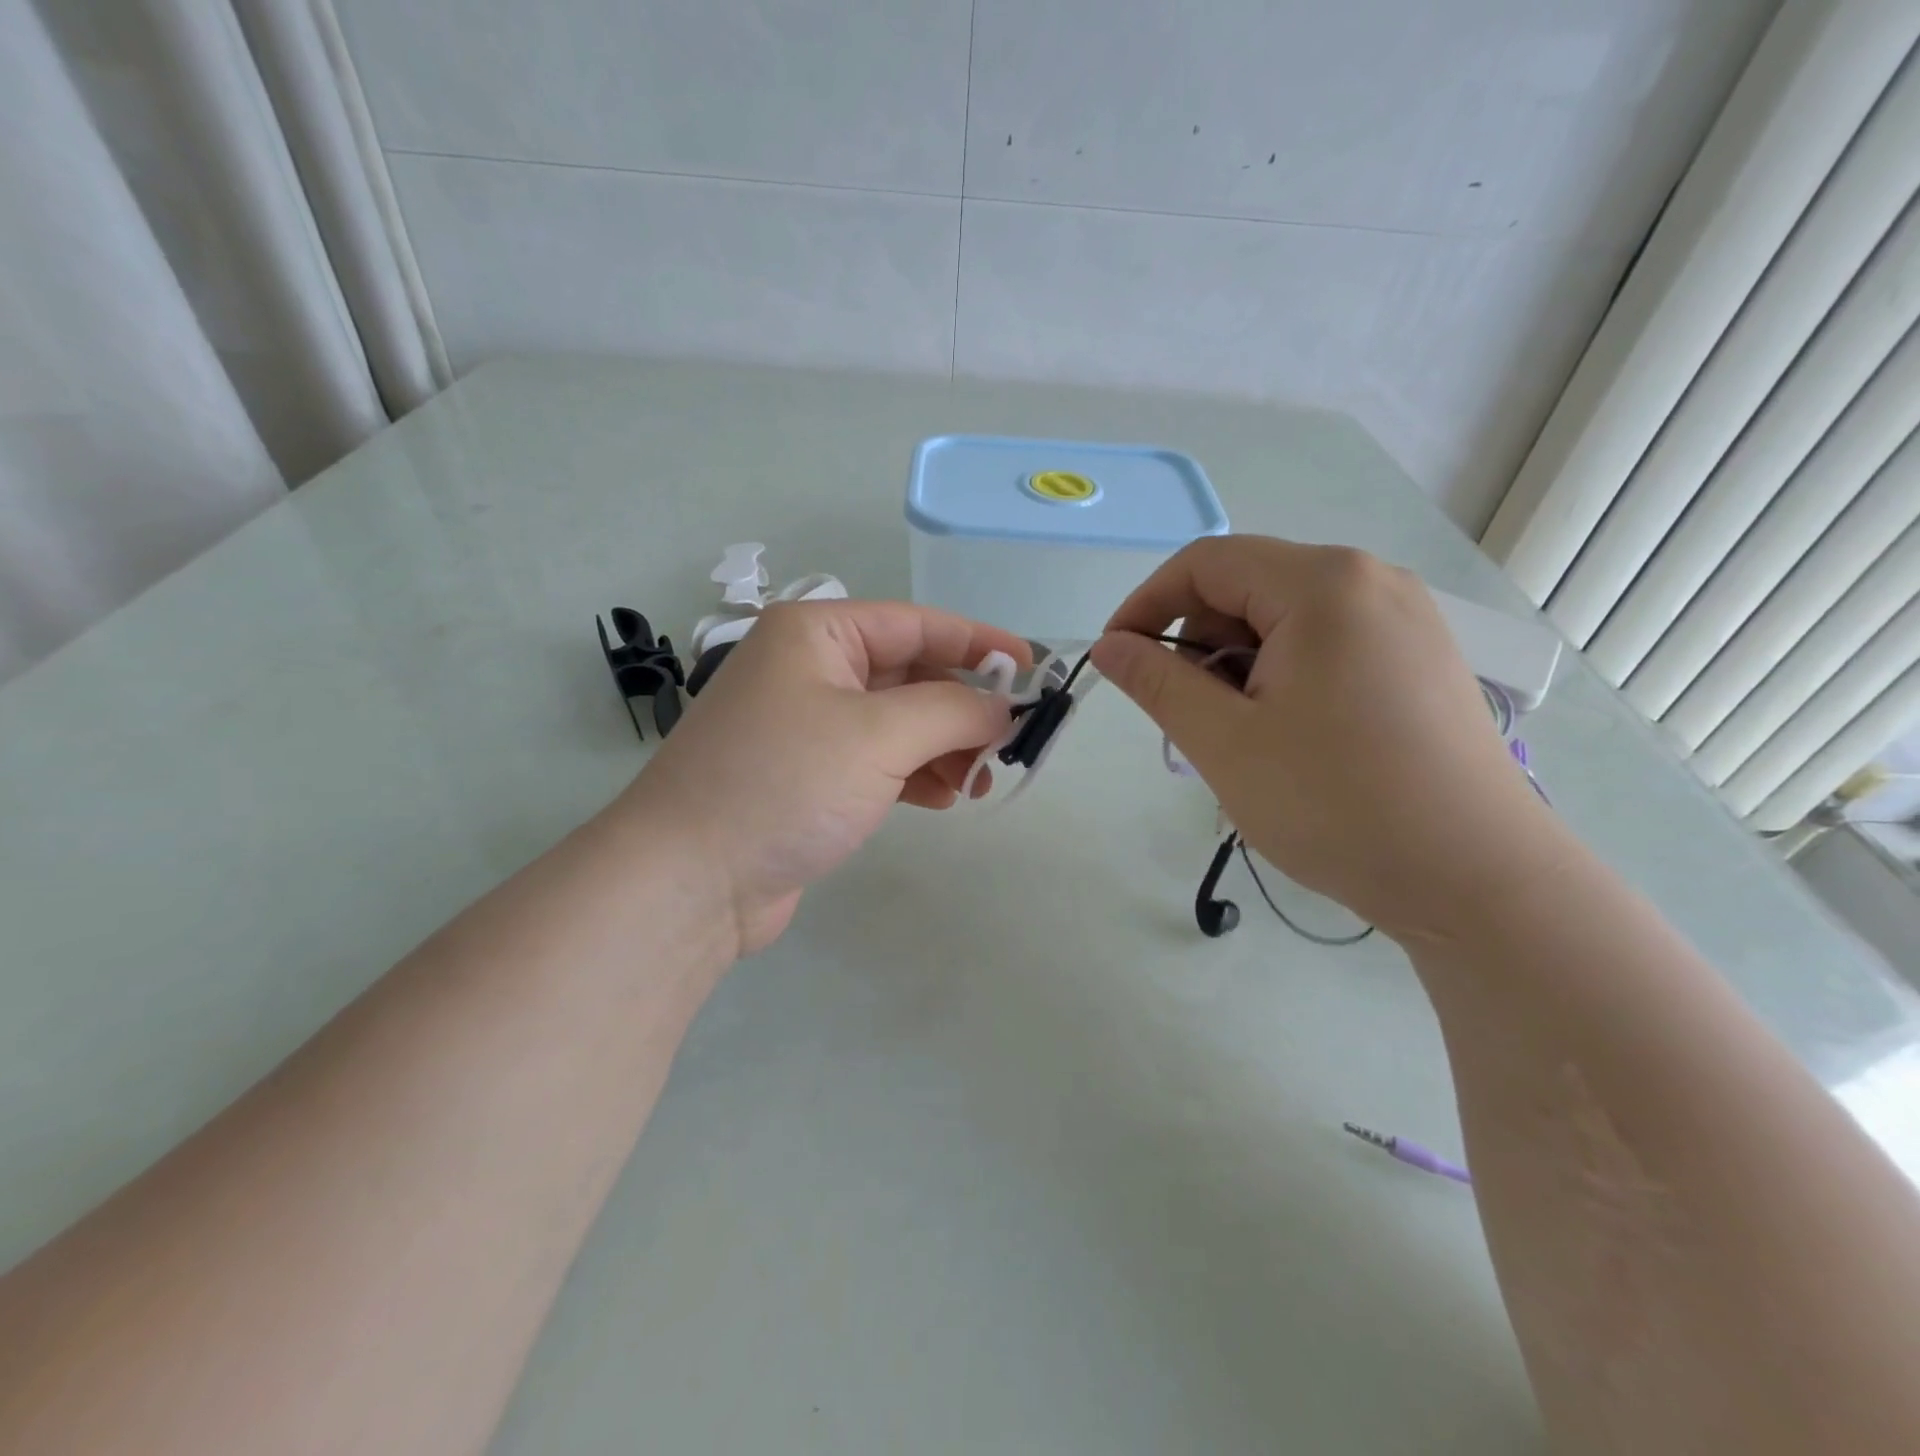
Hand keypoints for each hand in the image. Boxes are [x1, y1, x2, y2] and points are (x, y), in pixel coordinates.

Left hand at [620, 600, 1029, 955]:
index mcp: (817, 633)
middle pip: (911, 674)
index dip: (979, 643)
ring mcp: (807, 724)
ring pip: (898, 722)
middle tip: (1009, 743)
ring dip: (943, 747)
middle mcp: (810, 669)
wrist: (689, 880)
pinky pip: (878, 760)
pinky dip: (914, 774)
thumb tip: (1003, 707)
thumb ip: (953, 710)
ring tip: (978, 782)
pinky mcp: (808, 776)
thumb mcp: (879, 735)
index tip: (1033, 668)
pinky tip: (941, 799)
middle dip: (963, 708)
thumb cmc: (785, 783)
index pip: (917, 623)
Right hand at [1090, 536, 1555, 940]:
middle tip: (1188, 715)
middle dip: (1198, 641)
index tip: (1116, 659)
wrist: (1476, 879)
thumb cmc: (1335, 803)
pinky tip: (1291, 734)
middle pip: (1249, 585)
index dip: (1146, 605)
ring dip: (1240, 663)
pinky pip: (1328, 642)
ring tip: (1241, 735)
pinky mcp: (1421, 658)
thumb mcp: (1224, 742)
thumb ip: (1157, 682)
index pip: (1205, 563)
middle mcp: (1371, 580)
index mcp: (1322, 584)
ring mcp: (1406, 618)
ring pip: (1287, 617)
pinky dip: (1285, 674)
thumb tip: (1108, 646)